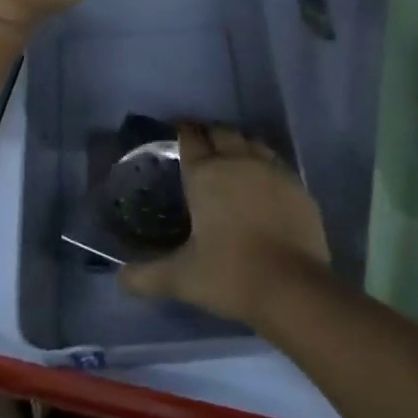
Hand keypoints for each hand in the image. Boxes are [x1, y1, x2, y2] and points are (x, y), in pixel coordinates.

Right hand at [121, 125, 330, 325]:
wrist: (293, 288)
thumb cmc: (230, 274)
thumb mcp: (181, 278)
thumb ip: (146, 276)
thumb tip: (120, 279)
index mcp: (206, 174)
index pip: (190, 138)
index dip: (182, 130)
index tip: (176, 131)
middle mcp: (238, 161)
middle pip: (222, 132)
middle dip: (209, 133)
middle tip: (200, 145)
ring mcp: (272, 170)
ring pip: (251, 142)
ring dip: (238, 144)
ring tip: (231, 157)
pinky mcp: (297, 186)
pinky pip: (276, 162)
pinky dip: (264, 164)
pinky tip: (262, 181)